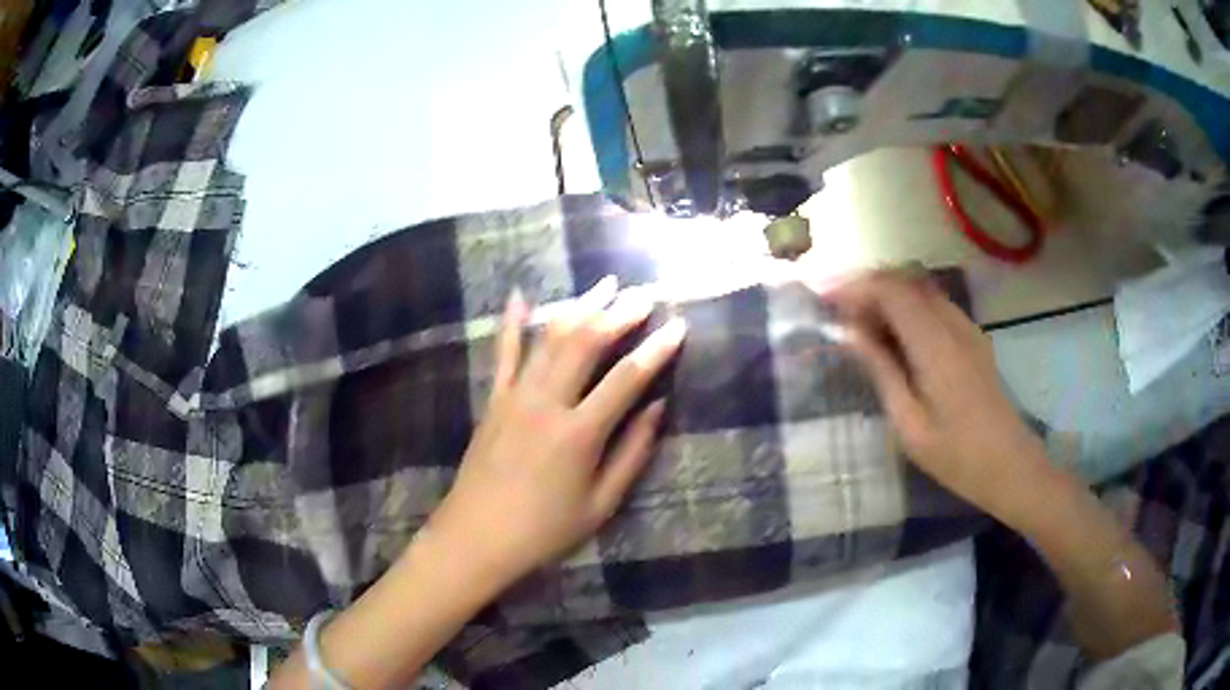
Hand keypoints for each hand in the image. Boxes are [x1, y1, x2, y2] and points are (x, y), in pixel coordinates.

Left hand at [427, 277, 684, 588]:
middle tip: (644, 293)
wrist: (476, 537)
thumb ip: (632, 454)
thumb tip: (658, 408)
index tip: (679, 324)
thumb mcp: (600, 504)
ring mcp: (515, 397)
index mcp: (579, 434)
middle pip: (586, 344)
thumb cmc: (544, 530)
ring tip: (604, 284)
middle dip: (619, 314)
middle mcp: (546, 404)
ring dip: (579, 307)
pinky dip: (513, 323)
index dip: (656, 349)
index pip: (627, 379)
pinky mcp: (493, 400)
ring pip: (550, 339)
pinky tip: (520, 295)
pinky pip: (503, 353)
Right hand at [823, 270, 1049, 518]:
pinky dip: (906, 308)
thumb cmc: (957, 456)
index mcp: (935, 344)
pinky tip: (893, 336)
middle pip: (905, 282)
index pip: (891, 291)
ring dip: (887, 296)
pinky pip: (934, 307)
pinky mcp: (973, 339)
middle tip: (835, 310)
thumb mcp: (909, 424)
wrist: (1011, 466)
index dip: (854, 287)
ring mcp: (967, 328)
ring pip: (920, 290)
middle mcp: (953, 324)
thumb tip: (848, 334)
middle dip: (867, 286)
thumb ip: (881, 371)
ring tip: (857, 322)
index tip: (822, 300)